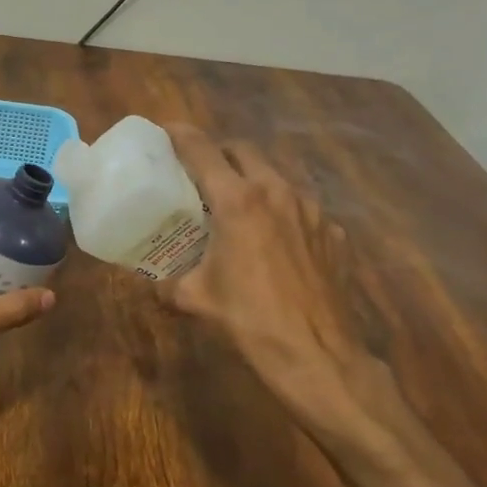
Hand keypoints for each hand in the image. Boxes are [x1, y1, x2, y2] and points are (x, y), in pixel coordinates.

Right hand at [160, 124, 403, 445]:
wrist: (318, 356)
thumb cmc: (249, 321)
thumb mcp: (195, 299)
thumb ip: (167, 282)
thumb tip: (152, 281)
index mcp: (238, 201)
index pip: (202, 150)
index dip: (180, 135)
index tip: (165, 130)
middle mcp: (277, 192)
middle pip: (243, 150)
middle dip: (219, 153)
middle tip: (200, 173)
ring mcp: (312, 210)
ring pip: (275, 176)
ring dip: (252, 180)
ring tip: (236, 206)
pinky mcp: (334, 232)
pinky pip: (300, 207)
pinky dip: (280, 212)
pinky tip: (274, 242)